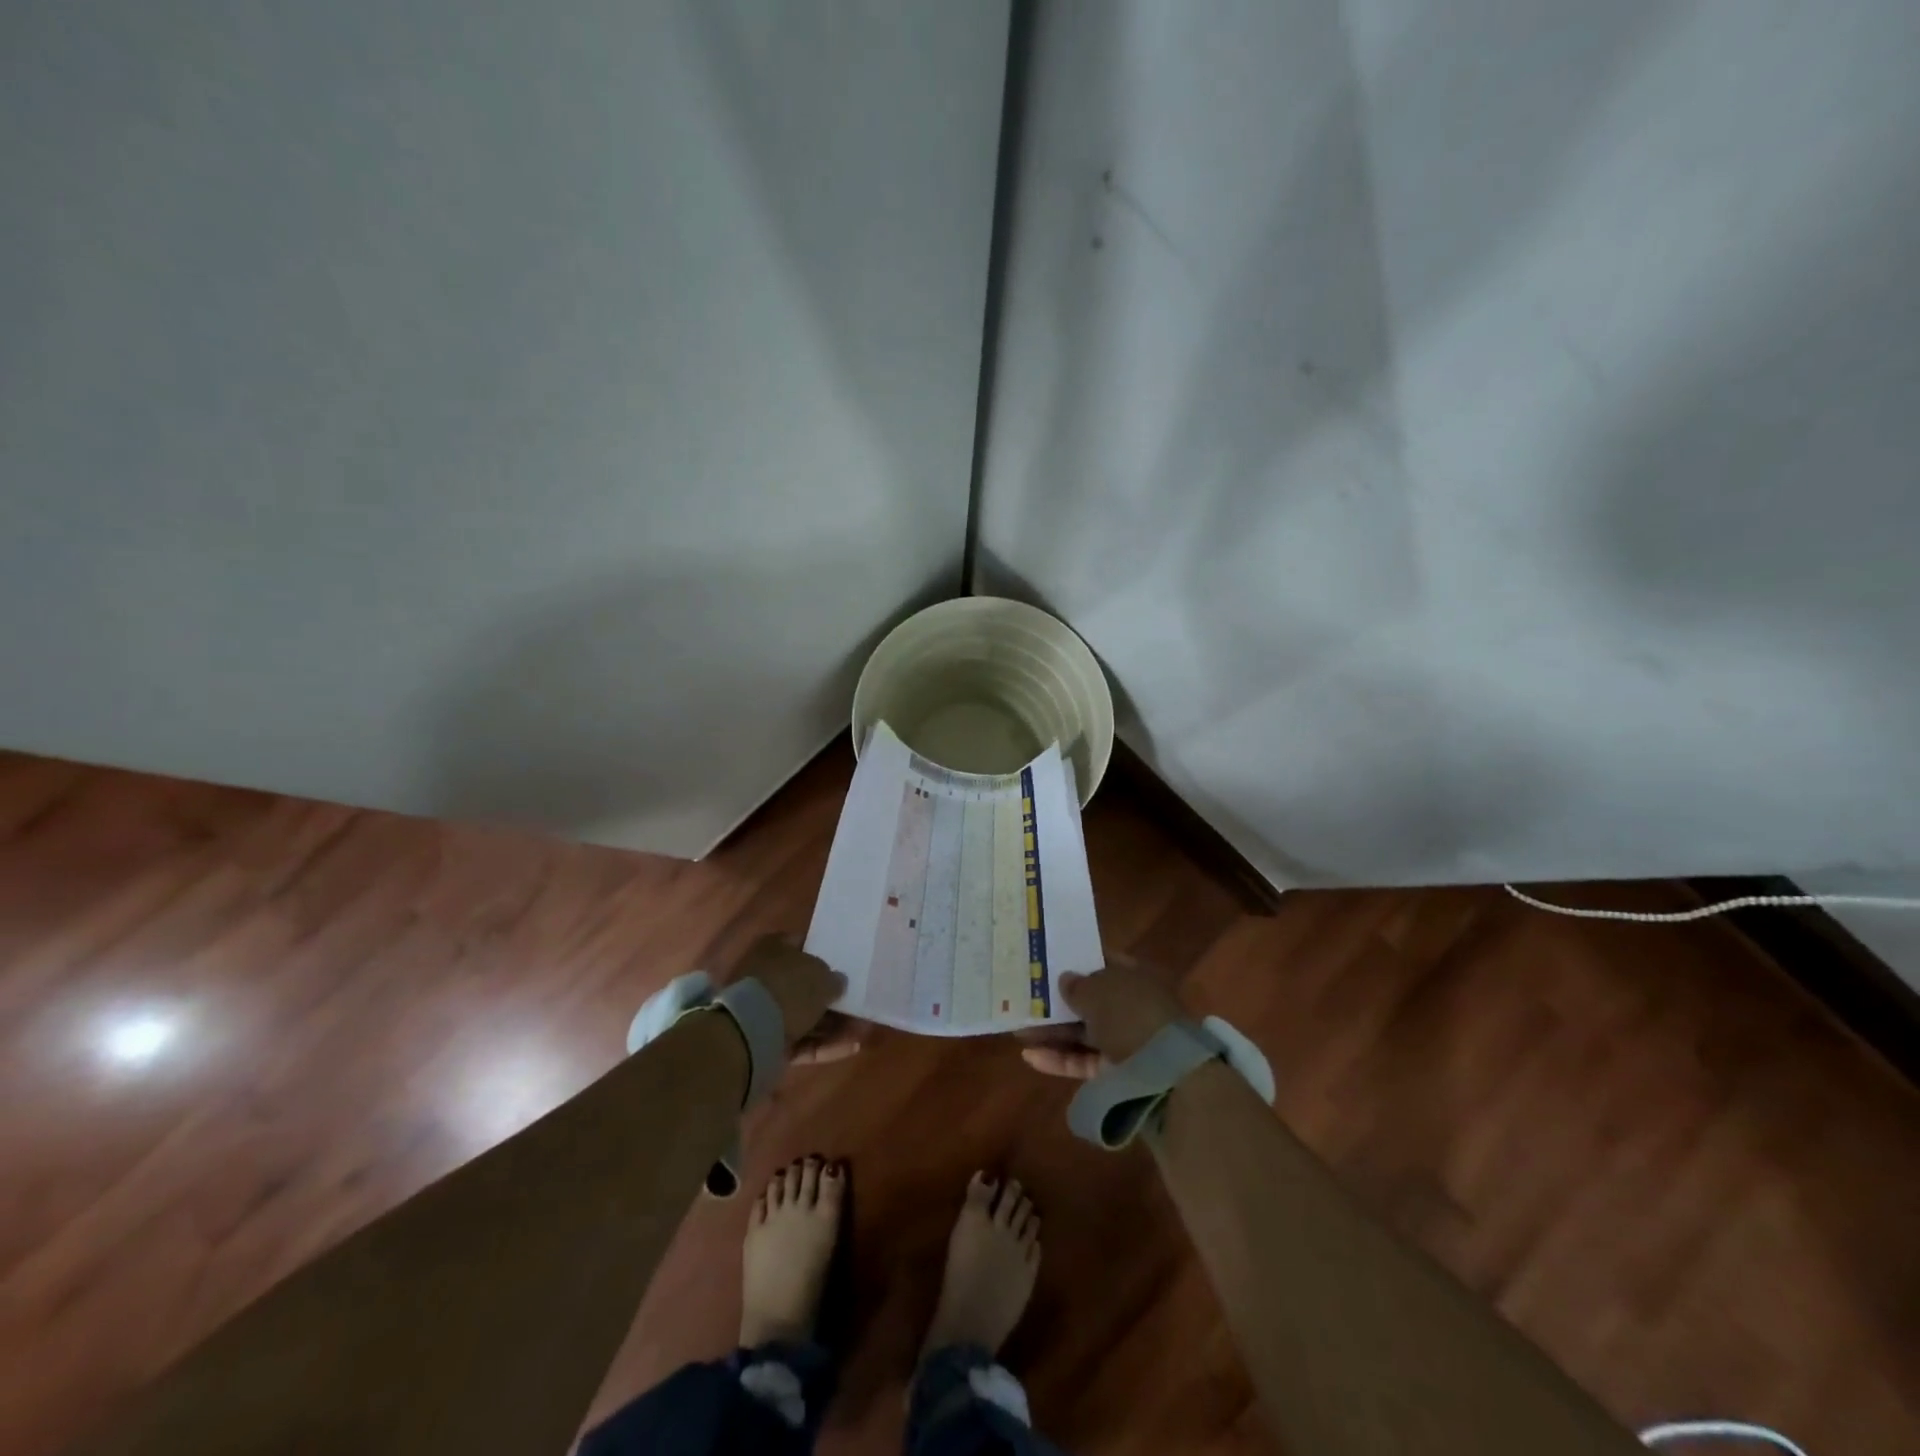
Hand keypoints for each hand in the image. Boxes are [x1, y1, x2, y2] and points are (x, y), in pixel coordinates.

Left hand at [720, 934, 863, 1064]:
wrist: (752, 1033)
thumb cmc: (789, 989)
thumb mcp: (822, 976)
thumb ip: (834, 978)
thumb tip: (839, 982)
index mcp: (775, 949)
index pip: (802, 945)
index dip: (824, 954)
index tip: (845, 965)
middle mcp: (768, 977)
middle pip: (805, 986)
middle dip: (832, 998)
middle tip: (858, 1003)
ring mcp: (766, 1012)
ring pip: (806, 1017)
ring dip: (834, 1024)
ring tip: (862, 1029)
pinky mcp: (770, 1043)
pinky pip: (803, 1041)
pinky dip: (825, 1044)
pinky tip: (852, 1046)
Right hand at [1018, 952, 1188, 1079]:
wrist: (1164, 1075)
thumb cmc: (1131, 1015)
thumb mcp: (1099, 989)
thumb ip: (1077, 984)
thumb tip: (1065, 979)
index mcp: (1136, 978)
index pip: (1106, 963)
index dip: (1080, 961)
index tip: (1051, 961)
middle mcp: (1132, 1008)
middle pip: (1092, 1001)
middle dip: (1060, 1002)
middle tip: (1027, 998)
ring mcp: (1125, 1043)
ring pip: (1083, 1033)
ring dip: (1052, 1032)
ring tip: (1018, 1030)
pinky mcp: (1115, 1075)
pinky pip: (1082, 1062)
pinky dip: (1058, 1059)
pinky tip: (1029, 1055)